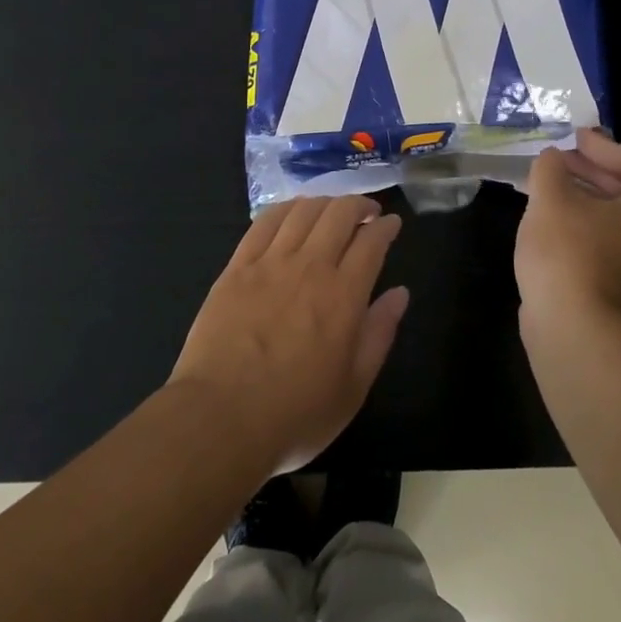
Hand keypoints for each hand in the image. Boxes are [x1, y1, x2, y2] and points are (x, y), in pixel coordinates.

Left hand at [169, 196, 408, 476]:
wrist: (220, 419)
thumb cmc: (295, 413)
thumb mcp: (353, 386)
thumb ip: (380, 334)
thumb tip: (400, 293)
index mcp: (344, 295)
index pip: (371, 242)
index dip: (386, 227)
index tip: (392, 224)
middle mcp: (309, 267)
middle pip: (338, 215)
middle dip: (359, 205)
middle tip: (367, 212)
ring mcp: (269, 263)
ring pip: (302, 212)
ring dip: (324, 202)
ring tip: (333, 209)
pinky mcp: (236, 268)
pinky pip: (263, 223)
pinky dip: (285, 209)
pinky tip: (292, 211)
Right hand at [515, 128, 620, 323]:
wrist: (572, 328)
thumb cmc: (568, 252)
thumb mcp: (551, 197)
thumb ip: (550, 167)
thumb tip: (552, 158)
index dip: (602, 145)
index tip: (573, 137)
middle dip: (590, 170)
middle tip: (558, 159)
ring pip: (613, 217)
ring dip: (582, 197)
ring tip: (547, 187)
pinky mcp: (620, 286)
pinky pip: (604, 241)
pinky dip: (581, 224)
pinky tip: (548, 222)